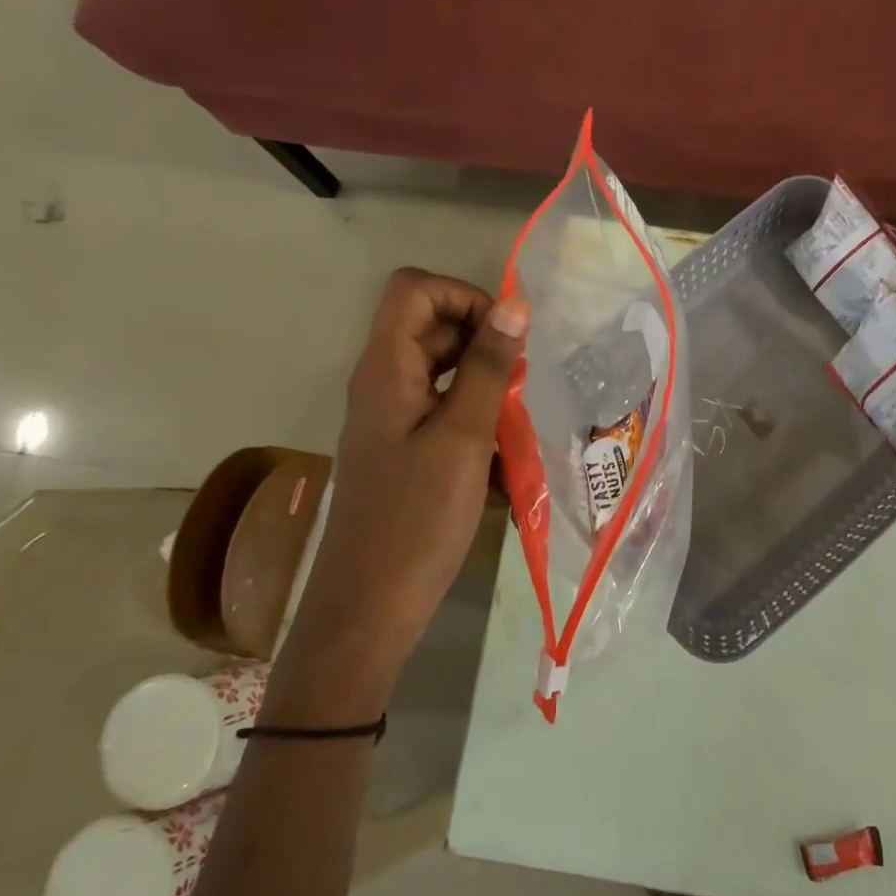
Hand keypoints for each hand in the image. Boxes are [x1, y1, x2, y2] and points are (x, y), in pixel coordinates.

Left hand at [292, 268, 528, 691]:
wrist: (372, 605)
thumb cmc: (417, 519)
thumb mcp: (462, 437)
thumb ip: (489, 368)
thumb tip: (513, 304)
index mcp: (385, 369)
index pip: (415, 289)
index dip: (463, 296)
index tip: (506, 337)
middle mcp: (384, 384)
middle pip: (432, 329)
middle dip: (485, 345)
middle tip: (523, 384)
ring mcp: (394, 421)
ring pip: (445, 375)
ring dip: (488, 389)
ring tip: (521, 424)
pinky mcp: (407, 453)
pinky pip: (447, 416)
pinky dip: (479, 425)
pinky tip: (507, 463)